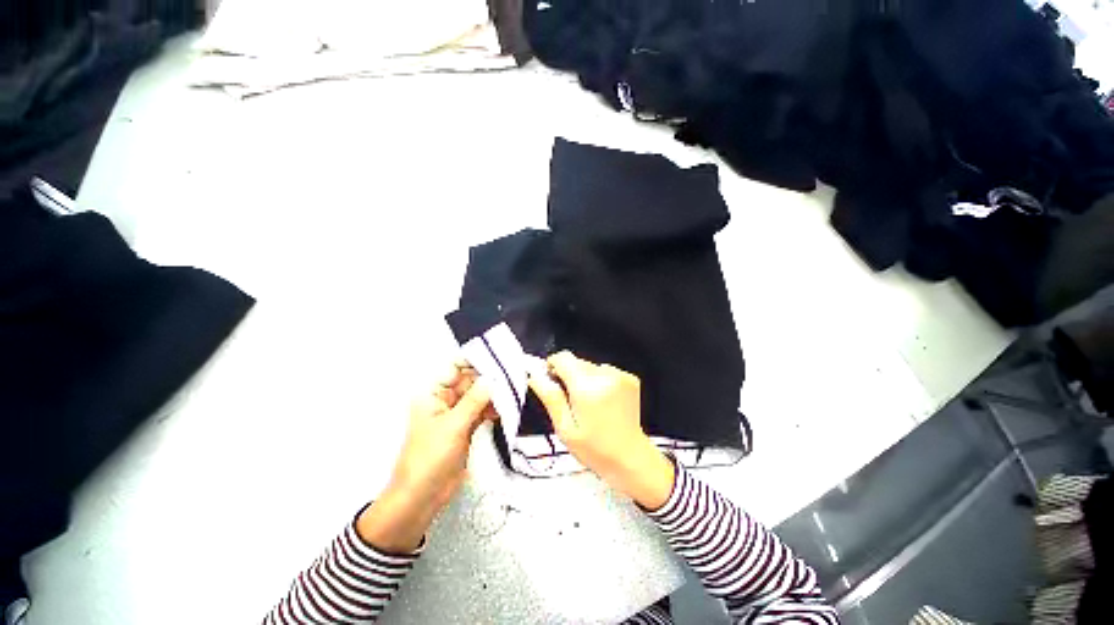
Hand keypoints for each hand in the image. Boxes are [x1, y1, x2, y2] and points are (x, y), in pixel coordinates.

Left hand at [357, 362, 494, 552]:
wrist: (421, 497)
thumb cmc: (429, 458)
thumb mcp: (452, 426)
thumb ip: (473, 401)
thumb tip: (492, 378)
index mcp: (433, 394)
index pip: (454, 368)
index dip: (474, 361)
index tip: (497, 356)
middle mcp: (445, 399)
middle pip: (469, 381)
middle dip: (489, 377)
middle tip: (512, 373)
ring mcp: (457, 414)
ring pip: (478, 396)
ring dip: (494, 393)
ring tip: (513, 388)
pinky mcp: (467, 427)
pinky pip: (482, 410)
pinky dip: (494, 408)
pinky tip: (507, 407)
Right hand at [527, 351, 674, 509]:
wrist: (630, 458)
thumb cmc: (595, 449)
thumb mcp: (565, 428)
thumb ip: (550, 398)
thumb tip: (535, 376)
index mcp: (586, 388)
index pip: (563, 358)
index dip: (552, 366)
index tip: (550, 381)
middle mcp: (605, 376)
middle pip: (576, 361)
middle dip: (569, 376)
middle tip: (571, 402)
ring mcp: (620, 376)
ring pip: (590, 366)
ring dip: (585, 379)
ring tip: (589, 404)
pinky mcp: (630, 378)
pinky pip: (605, 371)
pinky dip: (600, 381)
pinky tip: (603, 401)